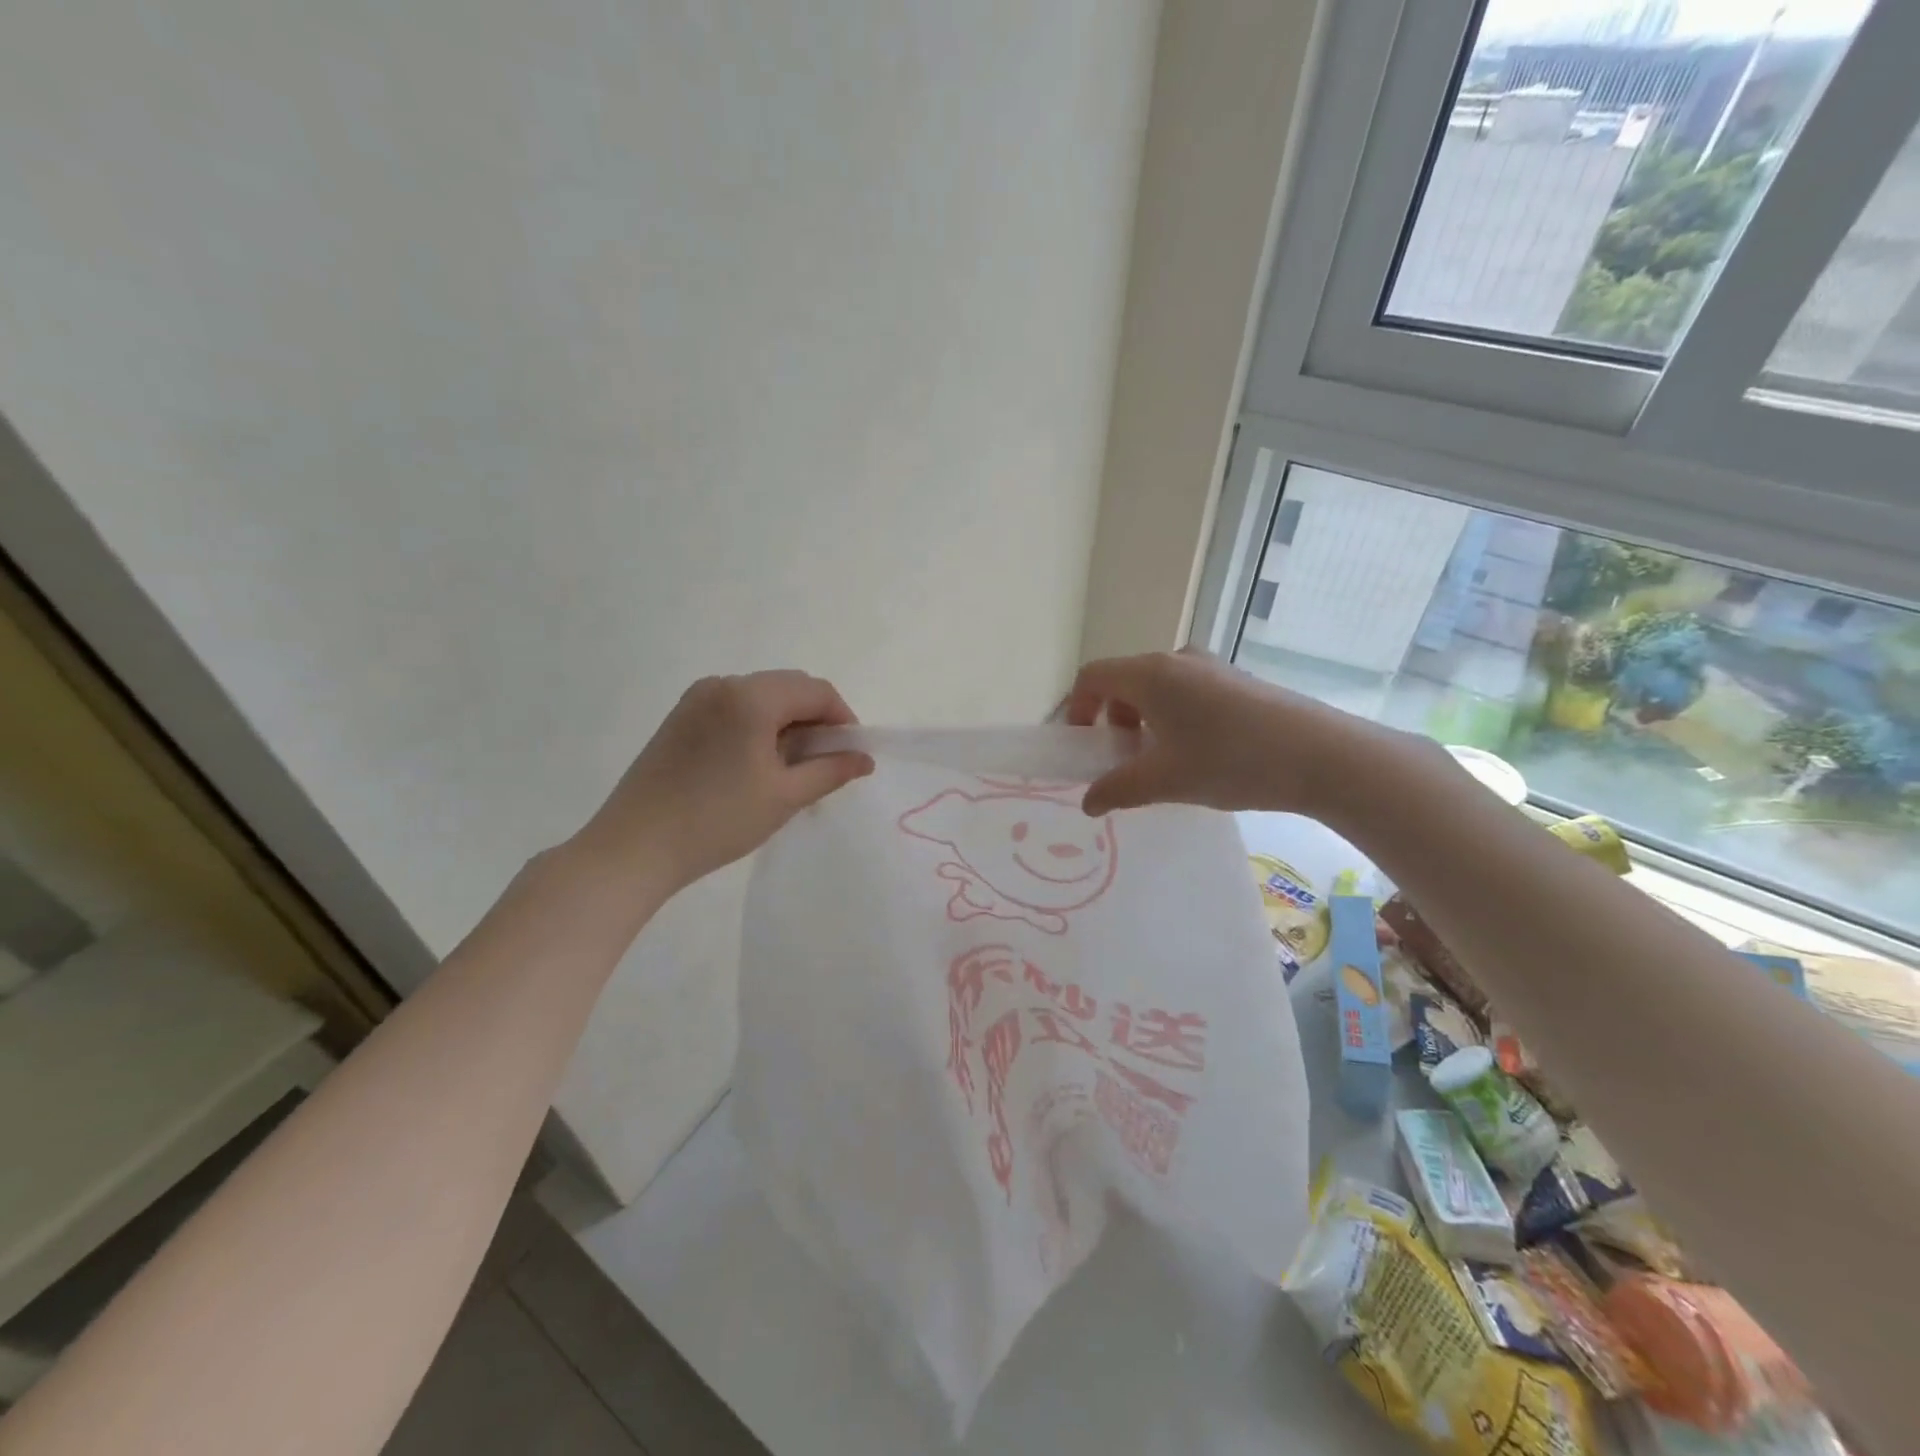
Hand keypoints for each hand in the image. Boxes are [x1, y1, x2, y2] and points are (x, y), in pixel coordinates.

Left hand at [578, 671, 873, 891]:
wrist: (634, 847)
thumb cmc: (717, 820)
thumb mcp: (784, 796)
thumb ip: (830, 770)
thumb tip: (864, 759)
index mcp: (751, 697)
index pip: (816, 691)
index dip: (843, 719)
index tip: (851, 755)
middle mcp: (723, 684)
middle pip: (789, 687)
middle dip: (816, 719)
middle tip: (825, 763)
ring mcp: (697, 698)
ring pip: (762, 697)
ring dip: (787, 723)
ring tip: (791, 767)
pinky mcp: (680, 717)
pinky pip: (735, 708)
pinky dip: (758, 726)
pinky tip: (756, 764)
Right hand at [1063, 650, 1410, 817]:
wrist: (1321, 755)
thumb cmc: (1230, 761)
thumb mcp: (1164, 781)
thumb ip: (1117, 790)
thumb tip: (1087, 802)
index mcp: (1151, 673)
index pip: (1092, 676)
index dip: (1076, 709)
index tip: (1084, 747)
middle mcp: (1177, 659)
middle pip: (1124, 681)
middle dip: (1113, 721)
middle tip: (1124, 761)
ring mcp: (1212, 667)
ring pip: (1158, 689)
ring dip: (1145, 722)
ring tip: (1162, 763)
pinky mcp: (1238, 680)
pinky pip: (1188, 693)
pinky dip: (1174, 719)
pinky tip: (1198, 756)